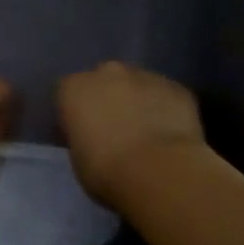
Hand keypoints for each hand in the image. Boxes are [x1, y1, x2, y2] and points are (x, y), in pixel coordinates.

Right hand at [56, 61, 206, 207]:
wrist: (160, 172)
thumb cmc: (107, 171)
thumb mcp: (78, 159)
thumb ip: (82, 136)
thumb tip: (92, 136)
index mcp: (74, 88)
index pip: (67, 94)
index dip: (75, 114)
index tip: (83, 135)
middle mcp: (108, 72)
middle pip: (104, 81)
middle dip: (108, 99)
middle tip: (115, 131)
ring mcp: (145, 75)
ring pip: (138, 85)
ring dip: (138, 102)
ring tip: (147, 134)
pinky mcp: (177, 87)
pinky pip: (165, 96)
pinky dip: (165, 110)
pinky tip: (170, 134)